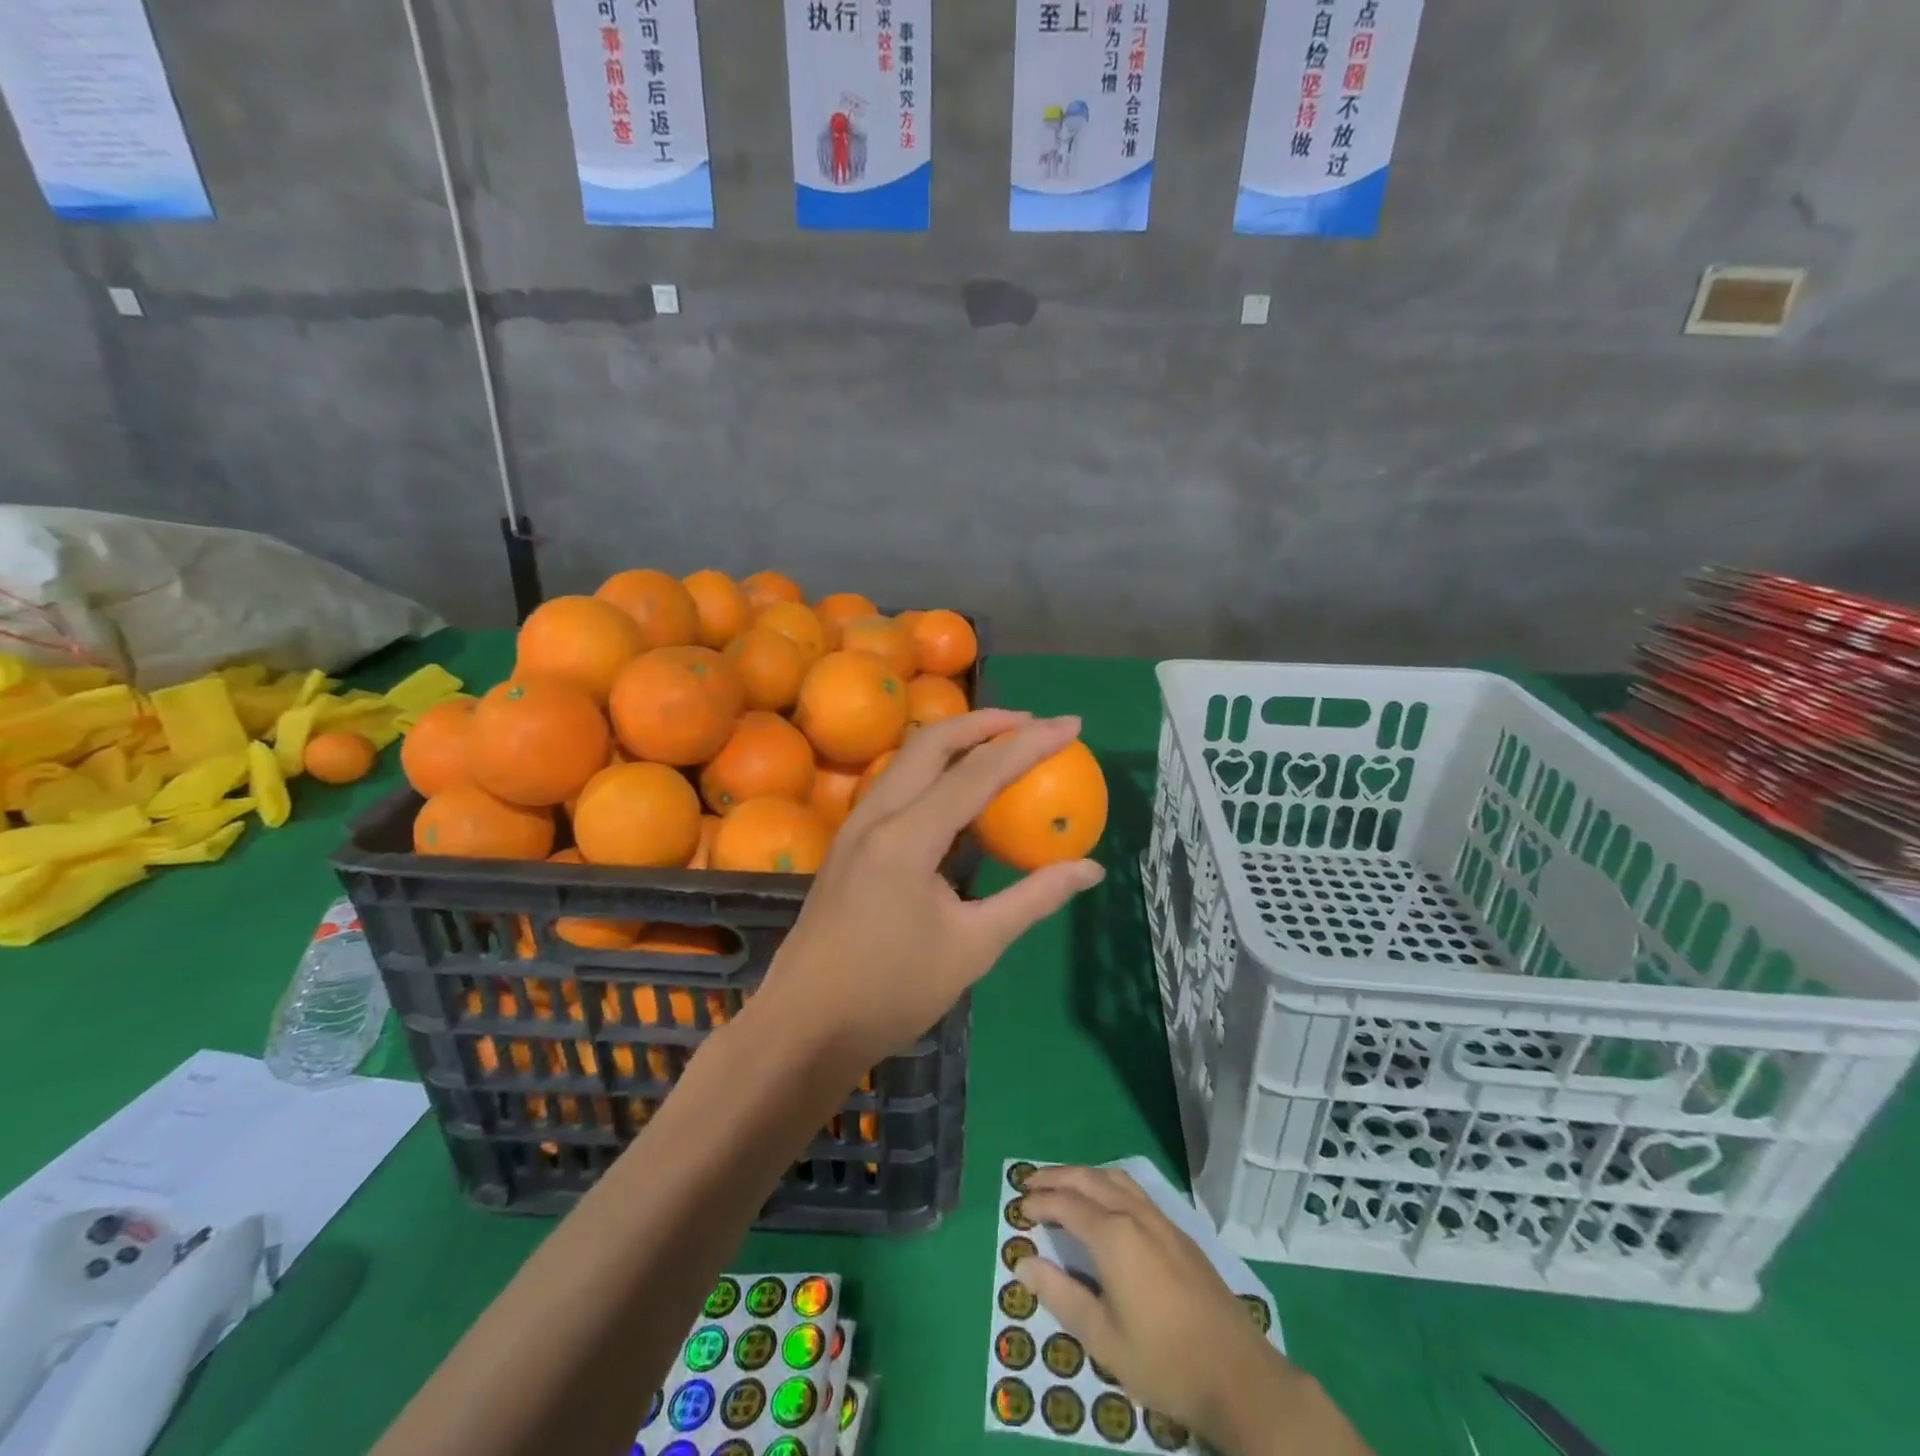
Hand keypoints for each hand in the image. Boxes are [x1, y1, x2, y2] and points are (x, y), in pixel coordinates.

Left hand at [756, 710, 1104, 1069]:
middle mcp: (876, 816)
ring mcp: (855, 826)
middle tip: (1033, 722)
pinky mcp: (848, 842)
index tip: (1071, 724)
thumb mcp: (974, 947)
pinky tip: (956, 790)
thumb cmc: (891, 993)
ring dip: (956, 740)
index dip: (1029, 744)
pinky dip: (933, 769)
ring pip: (907, 758)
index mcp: (906, 838)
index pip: (977, 772)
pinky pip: (895, 784)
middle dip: (986, 722)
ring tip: (1000, 742)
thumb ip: (1033, 899)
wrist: (804, 1027)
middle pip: (932, 742)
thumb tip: (1090, 868)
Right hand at [1016, 1167, 1372, 1455]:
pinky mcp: (1179, 1232)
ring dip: (1084, 1175)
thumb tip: (1024, 1263)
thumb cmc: (1164, 1361)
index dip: (1040, 1203)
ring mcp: (1161, 1220)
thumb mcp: (1103, 1339)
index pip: (1066, 1205)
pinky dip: (1108, 1183)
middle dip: (1057, 1177)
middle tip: (1031, 1182)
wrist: (1238, 1374)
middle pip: (1089, 1179)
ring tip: (1063, 1184)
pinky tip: (1106, 1201)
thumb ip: (1061, 1295)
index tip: (1018, 1207)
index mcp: (1113, 1236)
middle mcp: (1135, 1214)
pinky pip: (1135, 1190)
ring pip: (1115, 1178)